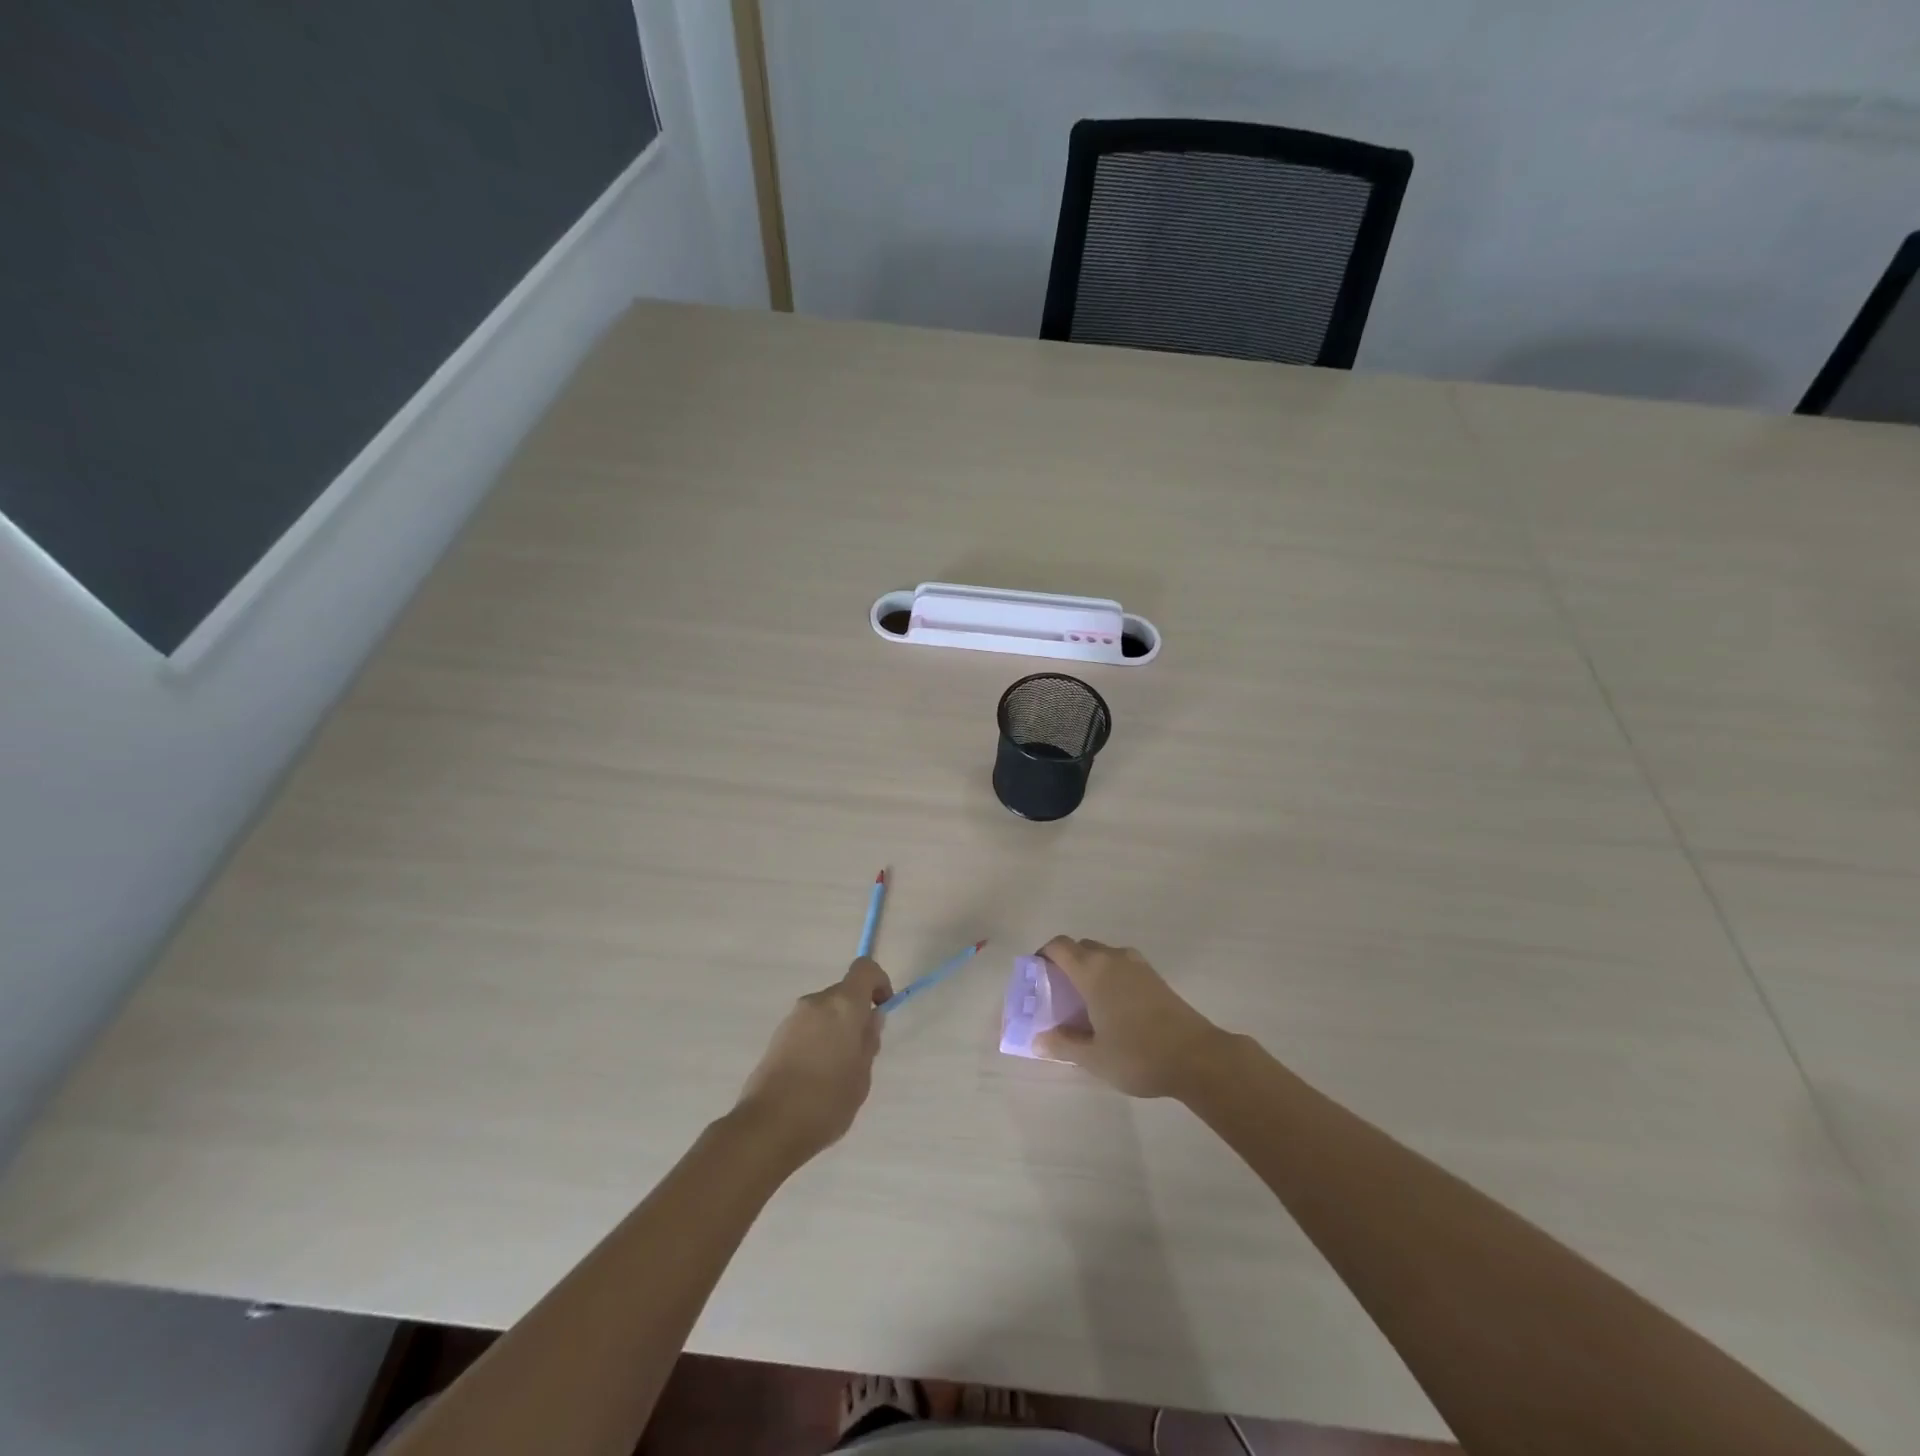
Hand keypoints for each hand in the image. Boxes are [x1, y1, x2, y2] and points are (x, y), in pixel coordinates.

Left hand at [735, 958, 891, 1162]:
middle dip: (856, 1014)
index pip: (864, 969)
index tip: (883, 1009)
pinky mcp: (776, 1037)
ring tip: (836, 1071)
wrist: (767, 1127)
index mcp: (843, 1004)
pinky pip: (807, 1028)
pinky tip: (815, 1077)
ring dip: (835, 1029)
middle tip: (861, 1053)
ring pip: (824, 1012)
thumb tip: (870, 1019)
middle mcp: (816, 1002)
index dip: (879, 982)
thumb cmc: (826, 1101)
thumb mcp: (861, 1075)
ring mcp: (792, 1018)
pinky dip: (817, 1040)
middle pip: (843, 994)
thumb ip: (868, 1041)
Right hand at [1034, 937, 1225, 1098]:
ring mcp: (1138, 966)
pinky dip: (1110, 977)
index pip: (1059, 946)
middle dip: (1066, 963)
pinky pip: (1122, 966)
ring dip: (1090, 969)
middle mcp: (1113, 958)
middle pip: (1081, 948)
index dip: (1043, 955)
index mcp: (1092, 970)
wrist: (1197, 1057)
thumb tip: (1038, 1039)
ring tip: (1085, 1002)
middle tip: (1058, 993)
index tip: (1036, 975)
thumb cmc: (1137, 1054)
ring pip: (1104, 956)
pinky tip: (1112, 1008)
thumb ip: (1063, 1044)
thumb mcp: (1093, 1057)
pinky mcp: (1155, 978)